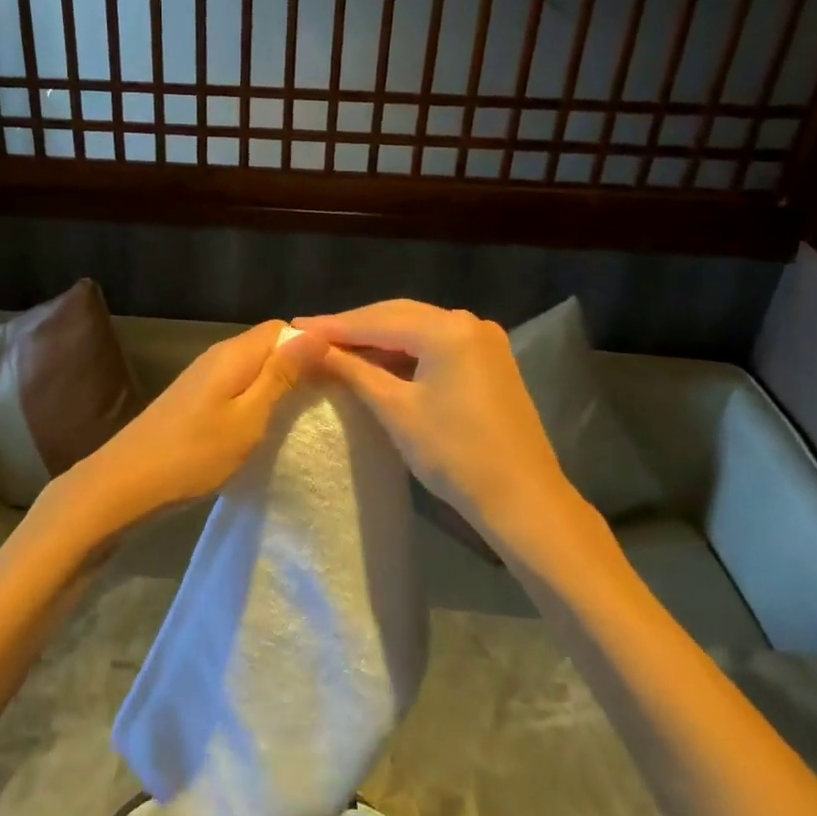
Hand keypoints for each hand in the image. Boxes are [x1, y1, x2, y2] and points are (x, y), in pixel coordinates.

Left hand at [31, 321, 325, 554]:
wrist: (125, 483)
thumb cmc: (193, 453)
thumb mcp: (248, 418)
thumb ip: (281, 376)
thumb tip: (316, 334)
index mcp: (234, 354)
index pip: (284, 328)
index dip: (313, 345)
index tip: (341, 375)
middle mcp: (217, 356)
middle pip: (268, 345)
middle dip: (300, 364)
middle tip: (331, 397)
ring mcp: (202, 377)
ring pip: (253, 367)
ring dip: (279, 383)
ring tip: (306, 412)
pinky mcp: (194, 399)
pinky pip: (237, 385)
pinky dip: (257, 398)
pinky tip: (267, 423)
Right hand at [294, 300, 611, 567]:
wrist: (522, 499)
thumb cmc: (455, 454)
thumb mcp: (396, 409)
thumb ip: (353, 370)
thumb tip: (311, 348)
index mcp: (448, 329)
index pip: (377, 320)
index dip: (333, 325)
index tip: (294, 326)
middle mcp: (469, 322)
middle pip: (398, 316)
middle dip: (354, 327)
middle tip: (309, 334)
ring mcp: (483, 341)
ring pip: (417, 329)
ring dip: (378, 339)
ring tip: (334, 347)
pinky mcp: (489, 362)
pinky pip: (435, 345)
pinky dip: (403, 351)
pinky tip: (376, 362)